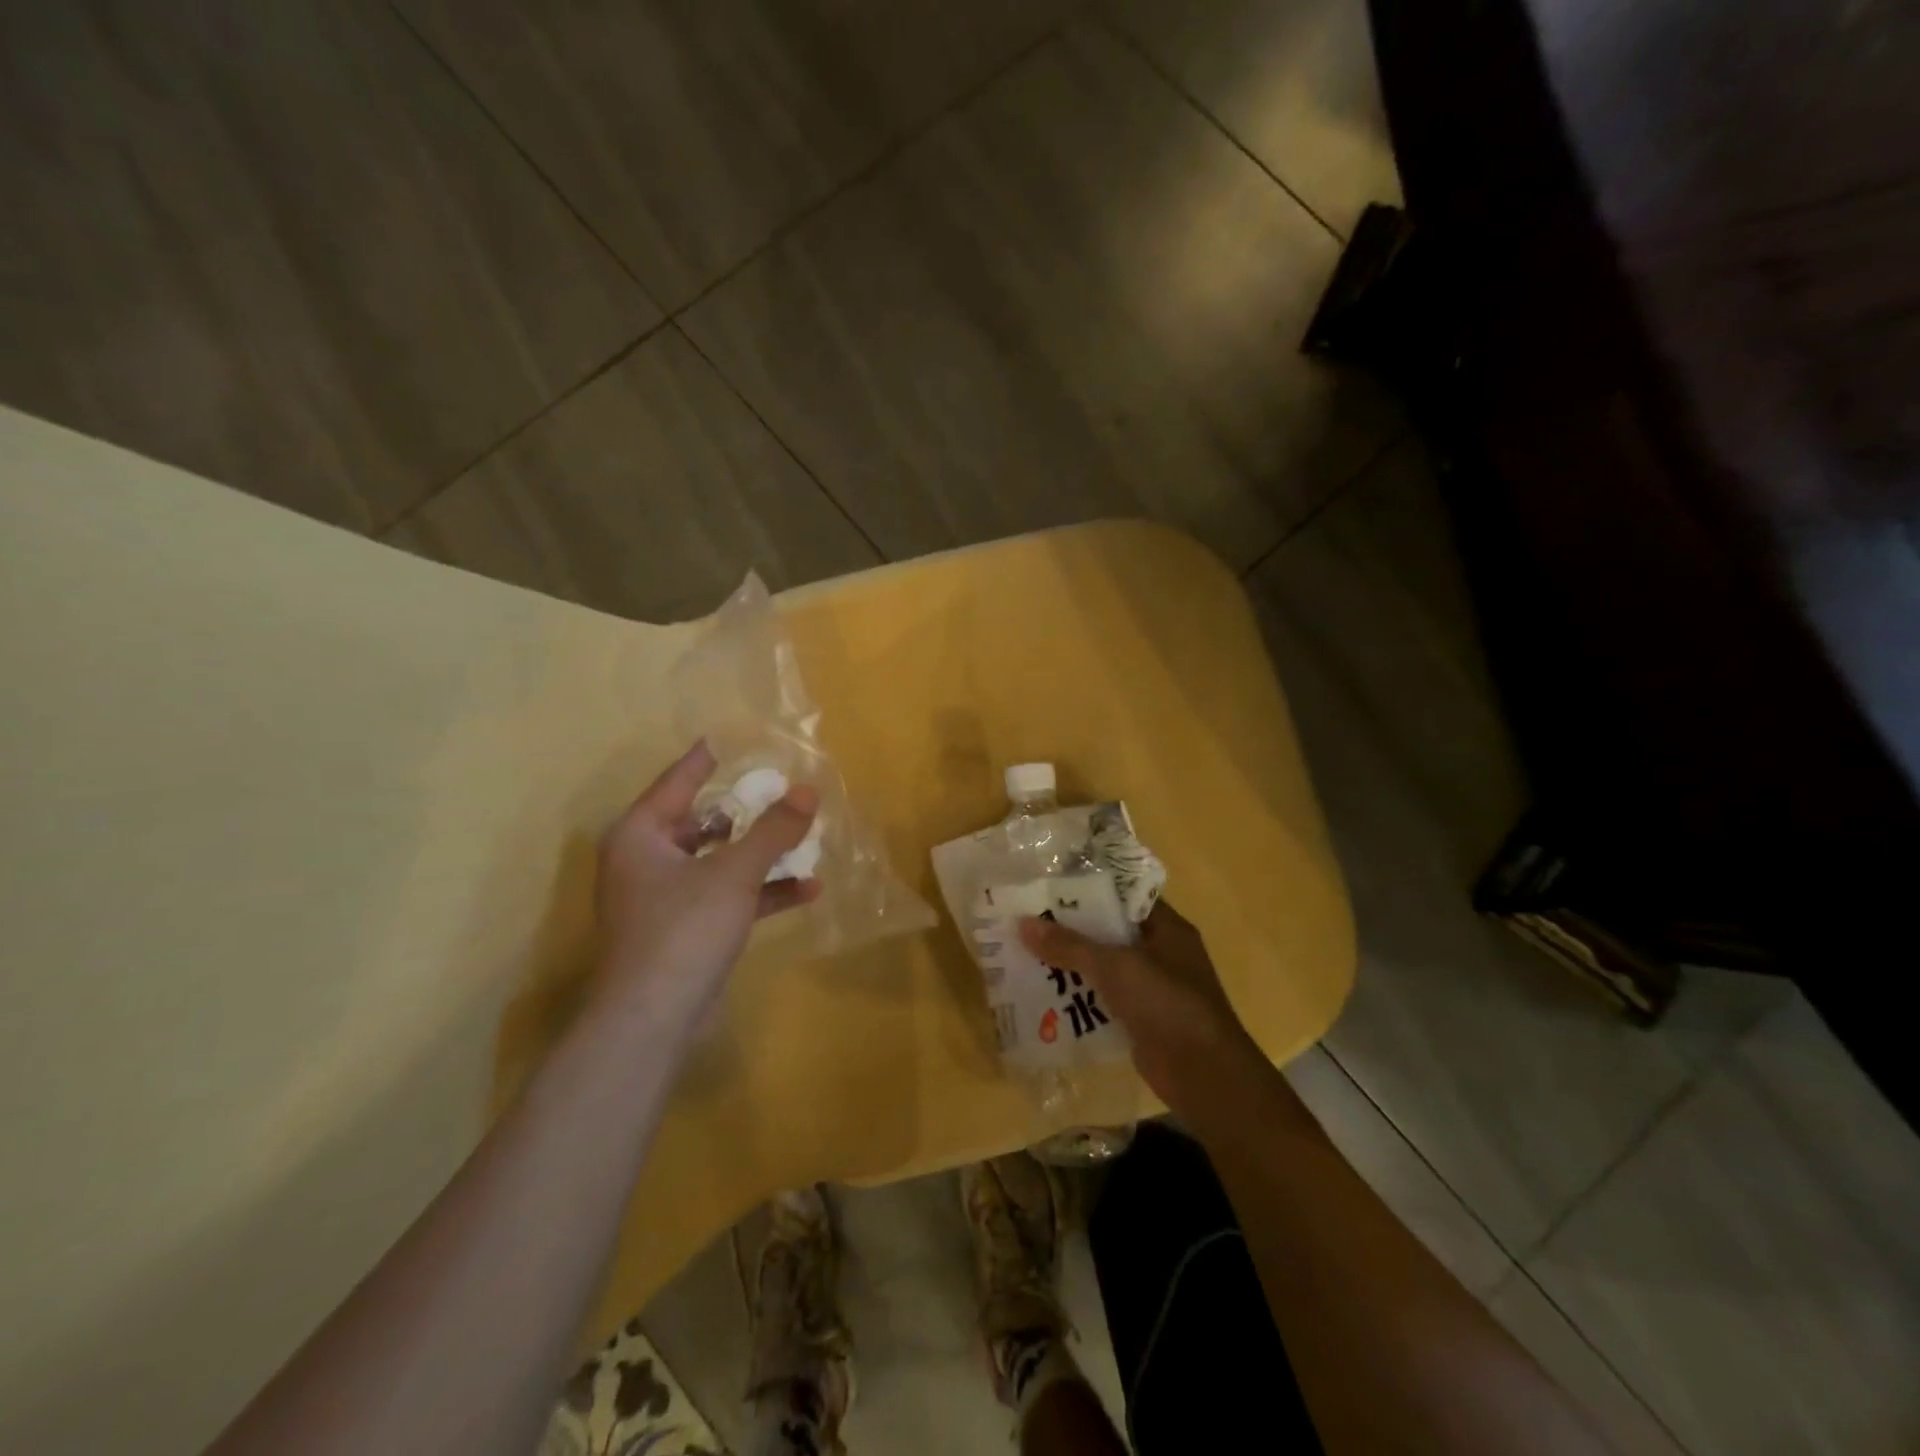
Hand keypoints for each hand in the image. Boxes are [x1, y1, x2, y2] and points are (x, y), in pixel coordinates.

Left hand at [594, 741, 819, 1038]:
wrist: (653, 1020)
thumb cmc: (683, 930)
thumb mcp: (734, 873)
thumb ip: (773, 830)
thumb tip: (808, 790)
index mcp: (641, 835)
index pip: (678, 781)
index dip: (708, 758)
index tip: (733, 736)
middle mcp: (648, 860)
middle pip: (703, 821)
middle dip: (747, 811)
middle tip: (783, 787)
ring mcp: (667, 897)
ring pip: (720, 860)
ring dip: (761, 853)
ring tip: (806, 836)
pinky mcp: (687, 928)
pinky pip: (728, 895)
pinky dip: (761, 891)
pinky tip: (808, 889)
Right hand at [1020, 902, 1260, 1113]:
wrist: (1205, 1076)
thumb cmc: (1167, 1004)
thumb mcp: (1116, 966)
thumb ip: (1070, 945)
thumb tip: (1022, 924)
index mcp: (1166, 928)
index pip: (1124, 895)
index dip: (1088, 888)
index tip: (1049, 885)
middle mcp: (1160, 952)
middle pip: (1109, 931)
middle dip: (1071, 928)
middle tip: (1028, 919)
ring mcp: (1151, 988)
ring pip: (1104, 966)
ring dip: (1071, 964)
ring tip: (1026, 953)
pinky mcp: (1140, 1019)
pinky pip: (1103, 998)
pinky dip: (1079, 996)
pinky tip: (1044, 994)